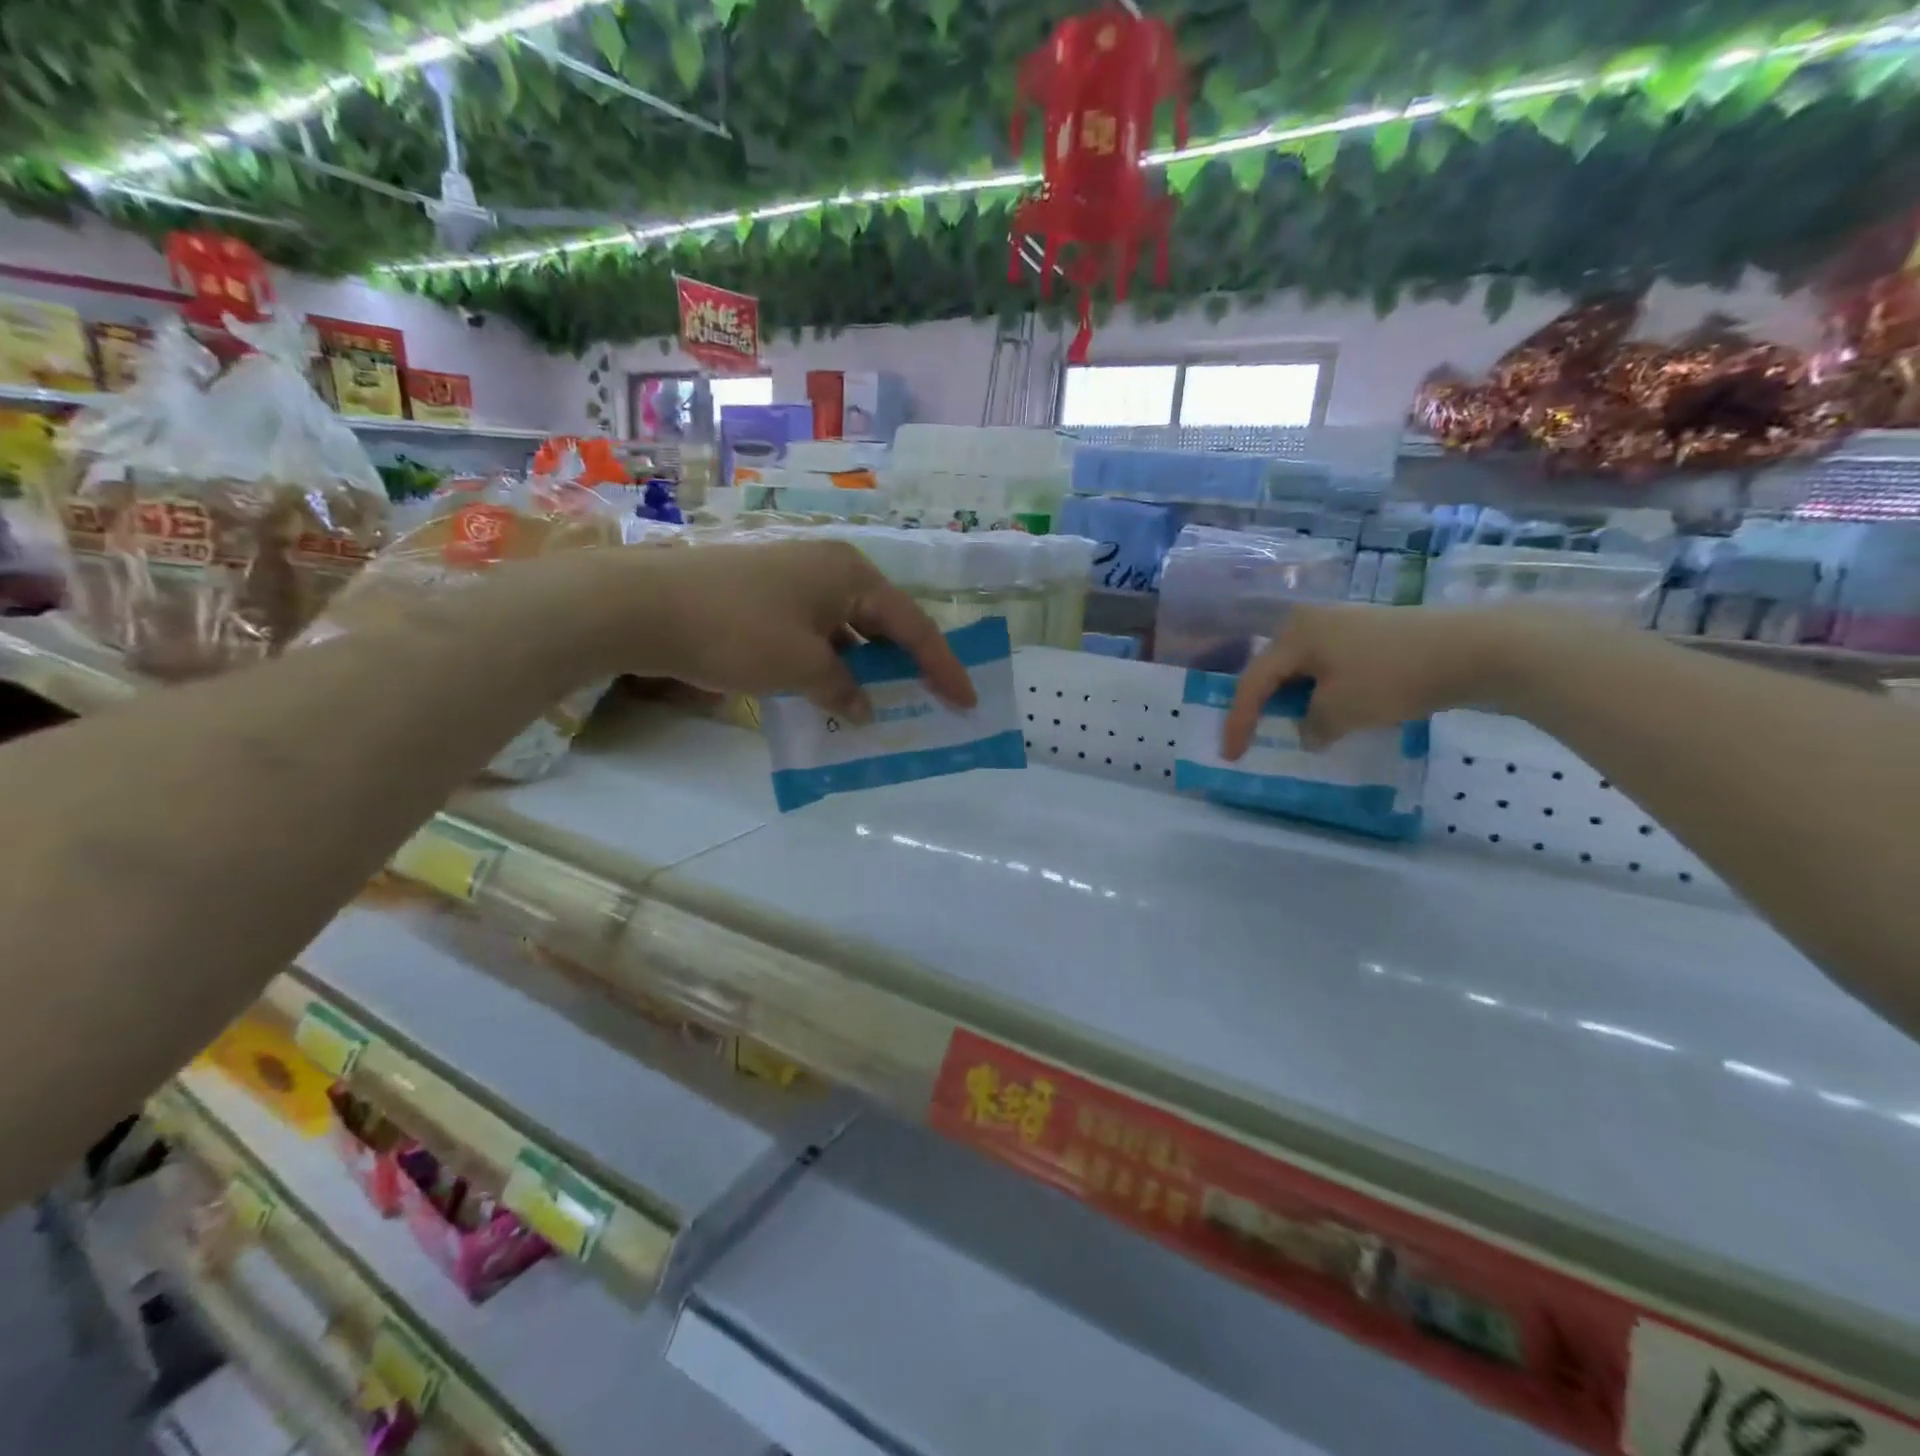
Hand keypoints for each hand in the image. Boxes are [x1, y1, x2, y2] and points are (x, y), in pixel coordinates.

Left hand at [600, 539, 976, 720]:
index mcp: (851, 574)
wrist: (643, 606)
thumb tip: (863, 708)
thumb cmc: (736, 630)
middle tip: (932, 702)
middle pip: (884, 624)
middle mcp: (829, 569)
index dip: (943, 667)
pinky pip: (817, 636)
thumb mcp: (801, 667)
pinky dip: (830, 667)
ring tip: (885, 708)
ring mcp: (795, 582)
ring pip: (848, 632)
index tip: (967, 700)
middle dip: (907, 666)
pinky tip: (831, 697)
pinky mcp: (767, 599)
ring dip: (865, 670)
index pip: (913, 626)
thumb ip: (843, 689)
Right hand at [1222, 603, 1558, 757]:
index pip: (1253, 683)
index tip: (1230, 755)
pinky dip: (1325, 694)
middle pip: (1275, 671)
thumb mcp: (1340, 711)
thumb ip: (1311, 725)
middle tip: (1254, 737)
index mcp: (1294, 634)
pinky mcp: (1374, 636)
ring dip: (1298, 702)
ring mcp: (1346, 625)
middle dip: (1264, 707)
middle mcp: (1312, 622)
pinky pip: (1333, 669)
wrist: (1476, 649)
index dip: (1239, 722)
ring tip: (1296, 730)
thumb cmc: (1392, 677)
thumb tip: (1309, 731)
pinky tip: (1335, 715)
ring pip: (1305, 671)